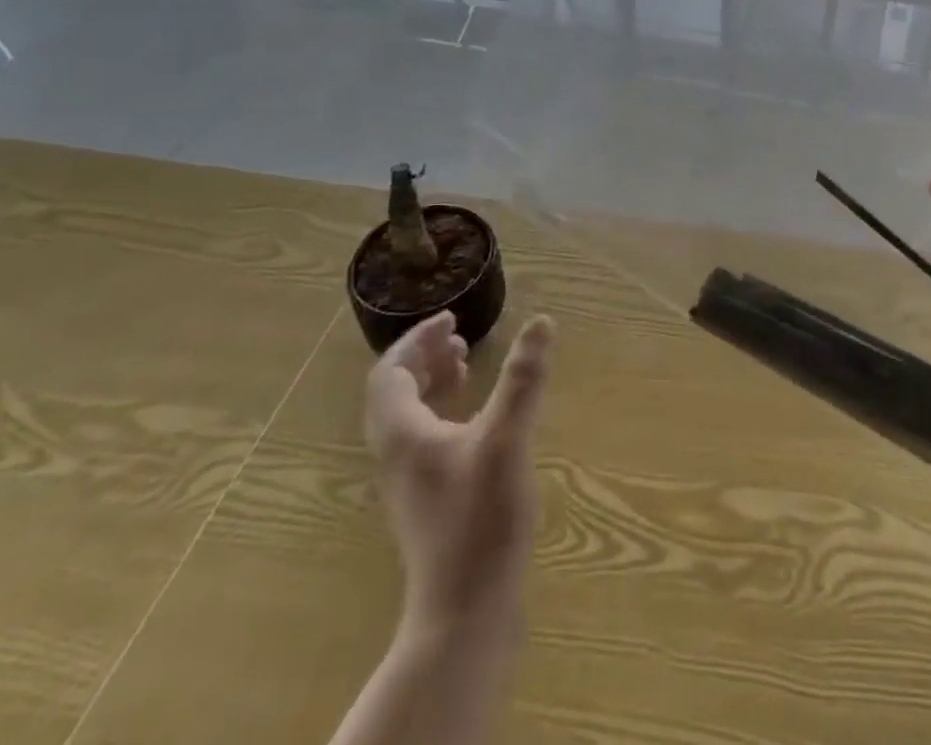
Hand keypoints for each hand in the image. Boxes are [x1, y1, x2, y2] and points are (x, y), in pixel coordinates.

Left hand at [365, 312, 554, 629]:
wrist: (464, 611)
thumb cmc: (480, 519)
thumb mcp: (507, 439)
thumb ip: (523, 379)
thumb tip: (541, 321)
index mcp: (404, 436)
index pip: (390, 374)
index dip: (416, 340)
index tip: (451, 319)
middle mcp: (398, 455)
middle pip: (394, 394)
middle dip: (423, 358)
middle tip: (459, 337)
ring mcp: (410, 481)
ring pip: (408, 417)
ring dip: (432, 383)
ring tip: (465, 366)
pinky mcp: (428, 501)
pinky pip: (424, 439)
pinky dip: (443, 412)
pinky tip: (477, 418)